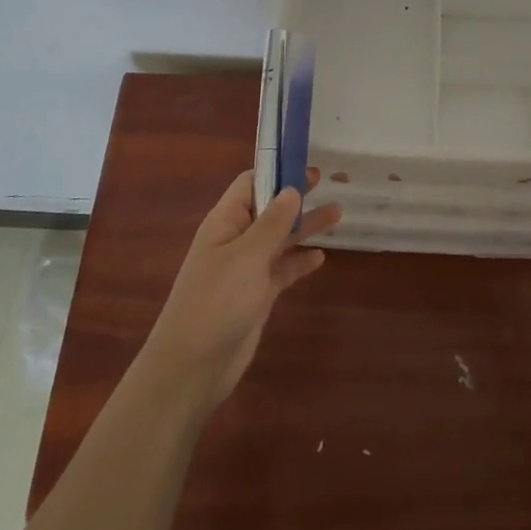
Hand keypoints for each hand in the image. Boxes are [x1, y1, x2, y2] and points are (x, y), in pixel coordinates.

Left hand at [137, 169, 340, 414]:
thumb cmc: (216, 301)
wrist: (193, 367)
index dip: (275, 171)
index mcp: (225, 222)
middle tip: (326, 181)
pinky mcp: (256, 296)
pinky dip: (299, 262)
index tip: (305, 162)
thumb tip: (292, 189)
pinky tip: (320, 258)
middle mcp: (235, 240)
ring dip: (305, 227)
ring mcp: (245, 269)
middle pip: (269, 209)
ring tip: (337, 215)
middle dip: (295, 196)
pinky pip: (282, 270)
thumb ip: (272, 223)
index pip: (250, 183)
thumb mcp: (247, 256)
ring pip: (279, 239)